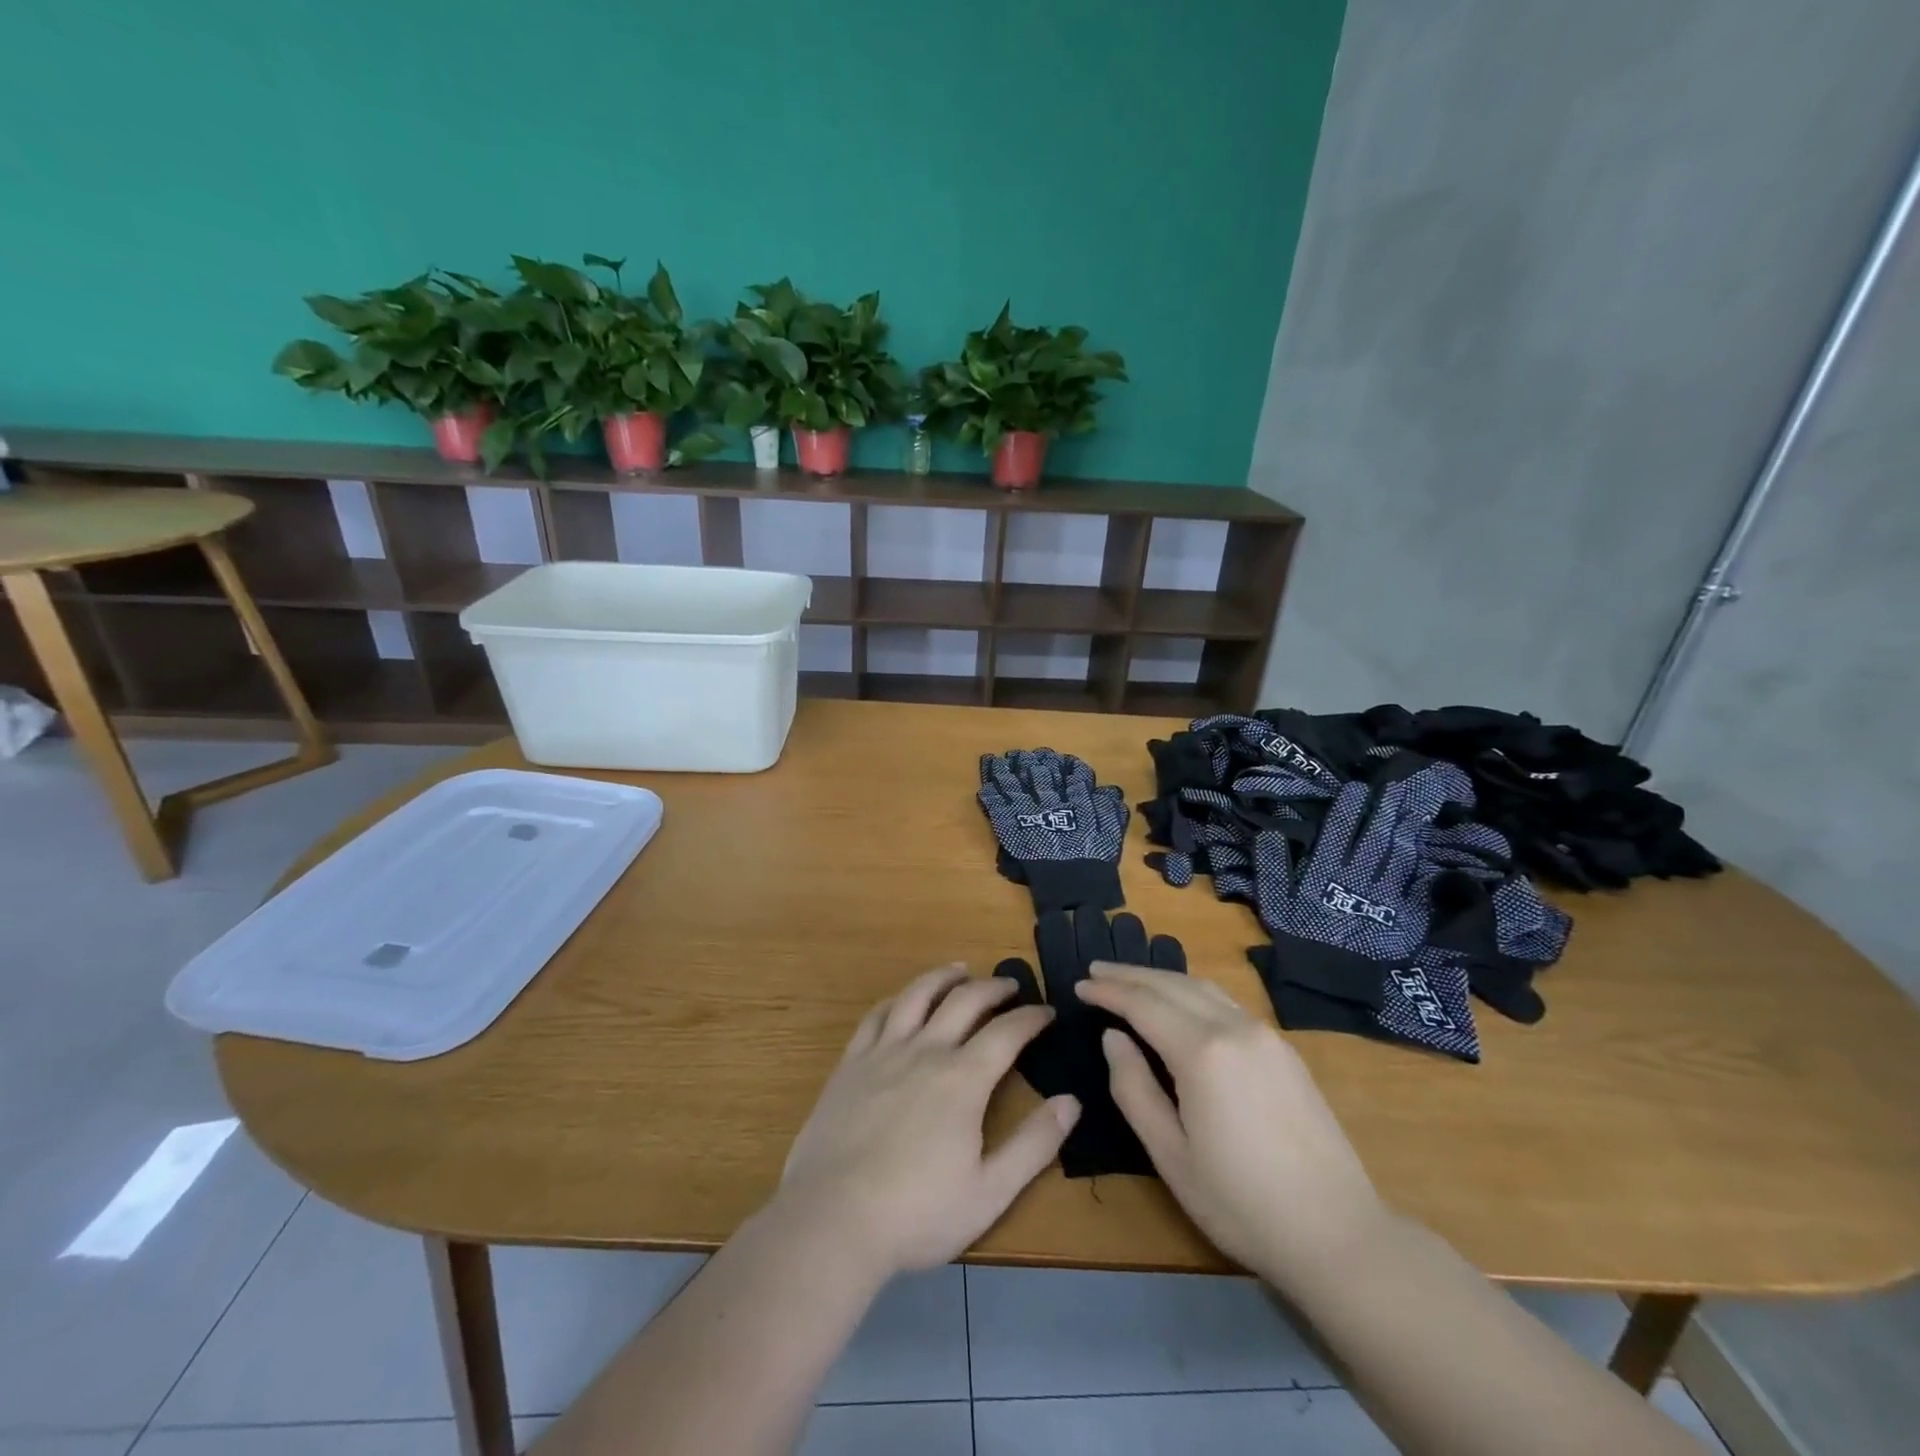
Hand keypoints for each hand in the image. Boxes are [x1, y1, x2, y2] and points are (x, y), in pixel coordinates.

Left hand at [775, 965, 1080, 1276]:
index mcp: (963, 1079)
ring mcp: (884, 1052)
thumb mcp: (989, 1192)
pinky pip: (877, 1015)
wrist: (832, 1219)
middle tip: (1011, 985)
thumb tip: (1071, 1101)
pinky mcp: (851, 1063)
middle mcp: (926, 1051)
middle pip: (965, 1001)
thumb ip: (1034, 1144)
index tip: (1047, 1012)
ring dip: (944, 977)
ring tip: (960, 970)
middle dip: (993, 987)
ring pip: (918, 995)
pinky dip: (898, 999)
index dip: (1031, 1017)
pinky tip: (904, 1000)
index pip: (1007, 1032)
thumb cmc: (916, 1213)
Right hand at [1076, 965, 1387, 1288]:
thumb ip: (1134, 1088)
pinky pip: (1227, 1003)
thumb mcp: (1170, 1155)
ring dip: (1162, 978)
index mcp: (1202, 1052)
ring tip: (1131, 979)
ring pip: (1203, 987)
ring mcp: (1265, 1035)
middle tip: (1096, 971)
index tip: (1079, 985)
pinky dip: (1192, 991)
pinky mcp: (1284, 1050)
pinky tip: (1181, 1001)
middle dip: (1131, 975)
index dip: (1108, 992)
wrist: (1338, 1234)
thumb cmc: (1242, 1204)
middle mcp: (1234, 1028)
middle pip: (1172, 985)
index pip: (1143, 1004)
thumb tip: (1114, 1038)